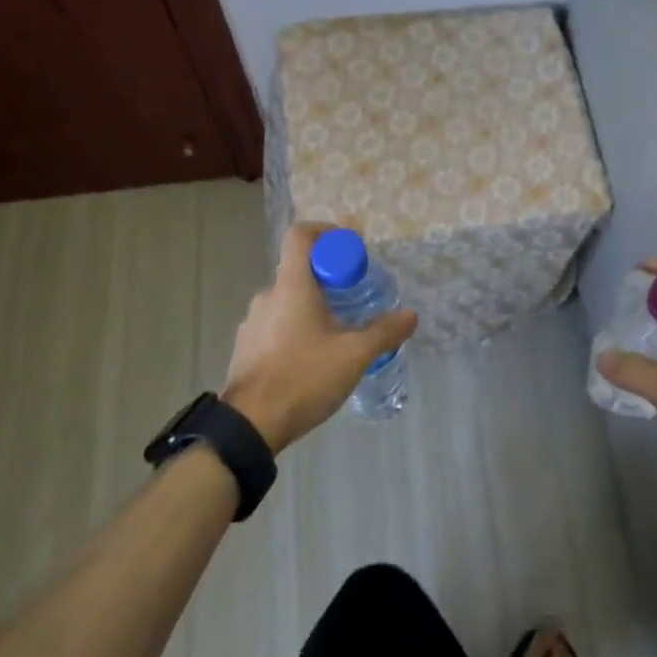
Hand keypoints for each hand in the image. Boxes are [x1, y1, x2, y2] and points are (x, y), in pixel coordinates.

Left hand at [221, 223, 417, 453]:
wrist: (250, 425)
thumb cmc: (303, 377)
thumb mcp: (354, 355)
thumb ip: (384, 332)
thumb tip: (410, 314)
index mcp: (291, 285)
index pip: (301, 235)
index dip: (326, 232)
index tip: (350, 249)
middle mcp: (268, 295)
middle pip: (299, 270)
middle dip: (329, 279)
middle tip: (354, 300)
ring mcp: (252, 322)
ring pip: (288, 301)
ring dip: (312, 308)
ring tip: (336, 335)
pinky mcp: (246, 347)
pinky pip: (275, 325)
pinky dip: (296, 330)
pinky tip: (312, 360)